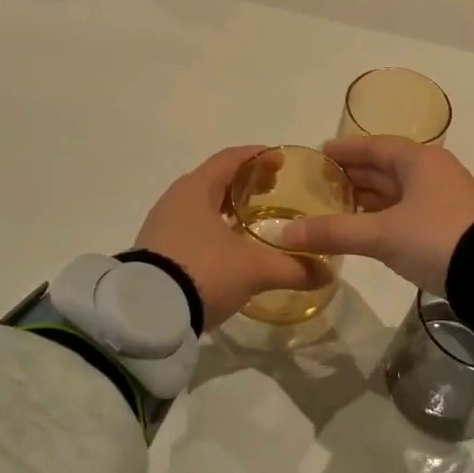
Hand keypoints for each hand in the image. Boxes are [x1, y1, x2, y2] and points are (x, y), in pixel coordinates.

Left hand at [135, 147, 325, 332]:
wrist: (147, 315)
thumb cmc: (203, 272)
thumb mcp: (254, 270)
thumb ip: (293, 268)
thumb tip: (327, 274)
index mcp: (197, 189)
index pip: (232, 159)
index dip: (259, 157)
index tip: (282, 162)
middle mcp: (175, 199)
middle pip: (216, 180)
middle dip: (246, 183)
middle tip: (274, 191)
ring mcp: (162, 226)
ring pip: (201, 205)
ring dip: (228, 208)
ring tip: (254, 221)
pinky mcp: (156, 251)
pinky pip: (191, 228)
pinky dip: (214, 229)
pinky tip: (230, 248)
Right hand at [278, 137, 473, 295]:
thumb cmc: (436, 238)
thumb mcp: (382, 234)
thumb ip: (334, 232)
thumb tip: (283, 234)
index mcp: (419, 160)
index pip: (375, 145)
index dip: (346, 149)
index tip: (319, 152)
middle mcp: (432, 172)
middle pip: (385, 167)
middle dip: (353, 174)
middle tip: (319, 183)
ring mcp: (443, 199)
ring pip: (396, 191)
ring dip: (367, 197)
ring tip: (333, 205)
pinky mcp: (447, 225)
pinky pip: (406, 211)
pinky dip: (382, 216)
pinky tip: (364, 228)